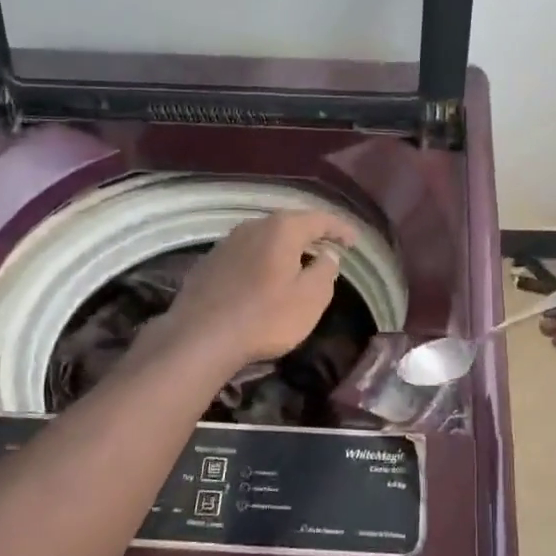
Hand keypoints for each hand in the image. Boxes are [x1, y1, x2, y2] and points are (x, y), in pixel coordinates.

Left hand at [161, 210, 358, 369]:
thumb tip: (328, 254)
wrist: (200, 337)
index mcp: (282, 228)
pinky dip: (263, 260)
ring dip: (285, 248)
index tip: (355, 242)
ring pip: (266, 238)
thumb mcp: (310, 298)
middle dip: (312, 235)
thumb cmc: (265, 317)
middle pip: (290, 224)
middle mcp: (253, 226)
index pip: (320, 219)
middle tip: (330, 249)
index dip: (341, 229)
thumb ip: (325, 270)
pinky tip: (265, 278)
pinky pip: (247, 254)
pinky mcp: (210, 262)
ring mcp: (227, 242)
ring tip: (300, 263)